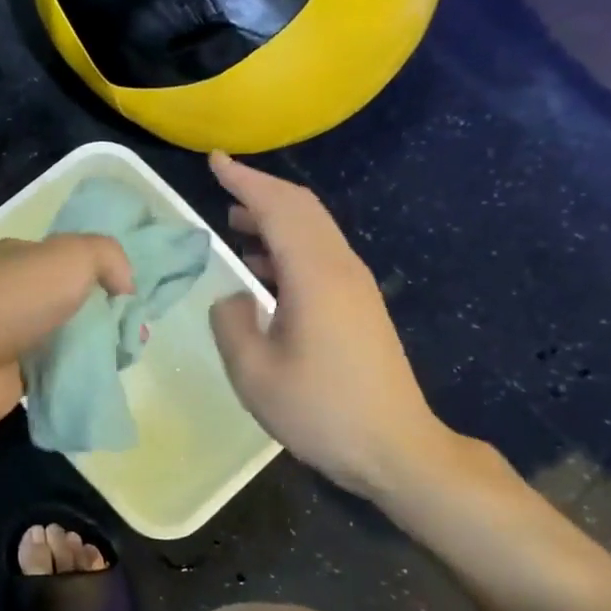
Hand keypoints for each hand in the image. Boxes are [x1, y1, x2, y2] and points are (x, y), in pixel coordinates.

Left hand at [0, 234, 133, 431]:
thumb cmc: (16, 298)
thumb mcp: (72, 255)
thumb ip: (109, 257)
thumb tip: (125, 287)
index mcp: (23, 257)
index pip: (72, 259)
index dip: (106, 273)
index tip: (135, 296)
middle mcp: (16, 293)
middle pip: (74, 301)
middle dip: (107, 315)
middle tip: (135, 333)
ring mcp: (13, 335)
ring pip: (68, 339)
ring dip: (96, 348)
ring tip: (125, 358)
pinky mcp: (13, 375)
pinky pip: (57, 372)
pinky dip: (78, 375)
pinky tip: (102, 379)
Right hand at [207, 153, 482, 512]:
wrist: (395, 449)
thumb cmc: (321, 410)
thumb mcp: (254, 373)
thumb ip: (232, 322)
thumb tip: (234, 296)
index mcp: (315, 275)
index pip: (278, 207)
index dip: (244, 180)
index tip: (214, 161)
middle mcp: (340, 267)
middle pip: (302, 208)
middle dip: (260, 191)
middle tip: (222, 186)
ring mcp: (355, 286)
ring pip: (313, 230)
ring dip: (274, 218)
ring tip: (234, 225)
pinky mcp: (360, 305)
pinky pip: (320, 255)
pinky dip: (287, 246)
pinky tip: (262, 272)